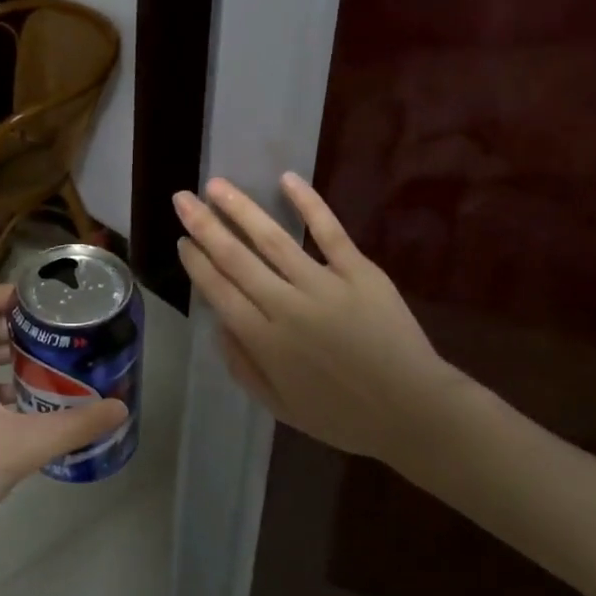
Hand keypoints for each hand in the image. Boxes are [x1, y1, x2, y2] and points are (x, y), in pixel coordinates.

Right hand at [173, 174, 487, 468]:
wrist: (413, 413)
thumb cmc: (343, 416)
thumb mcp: (280, 407)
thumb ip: (242, 367)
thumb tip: (218, 325)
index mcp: (264, 341)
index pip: (219, 291)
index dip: (197, 262)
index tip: (182, 240)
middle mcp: (286, 307)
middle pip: (235, 259)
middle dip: (204, 226)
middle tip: (182, 198)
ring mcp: (323, 285)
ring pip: (272, 239)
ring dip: (240, 209)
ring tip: (216, 185)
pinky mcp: (359, 272)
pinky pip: (329, 232)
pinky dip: (308, 204)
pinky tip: (286, 179)